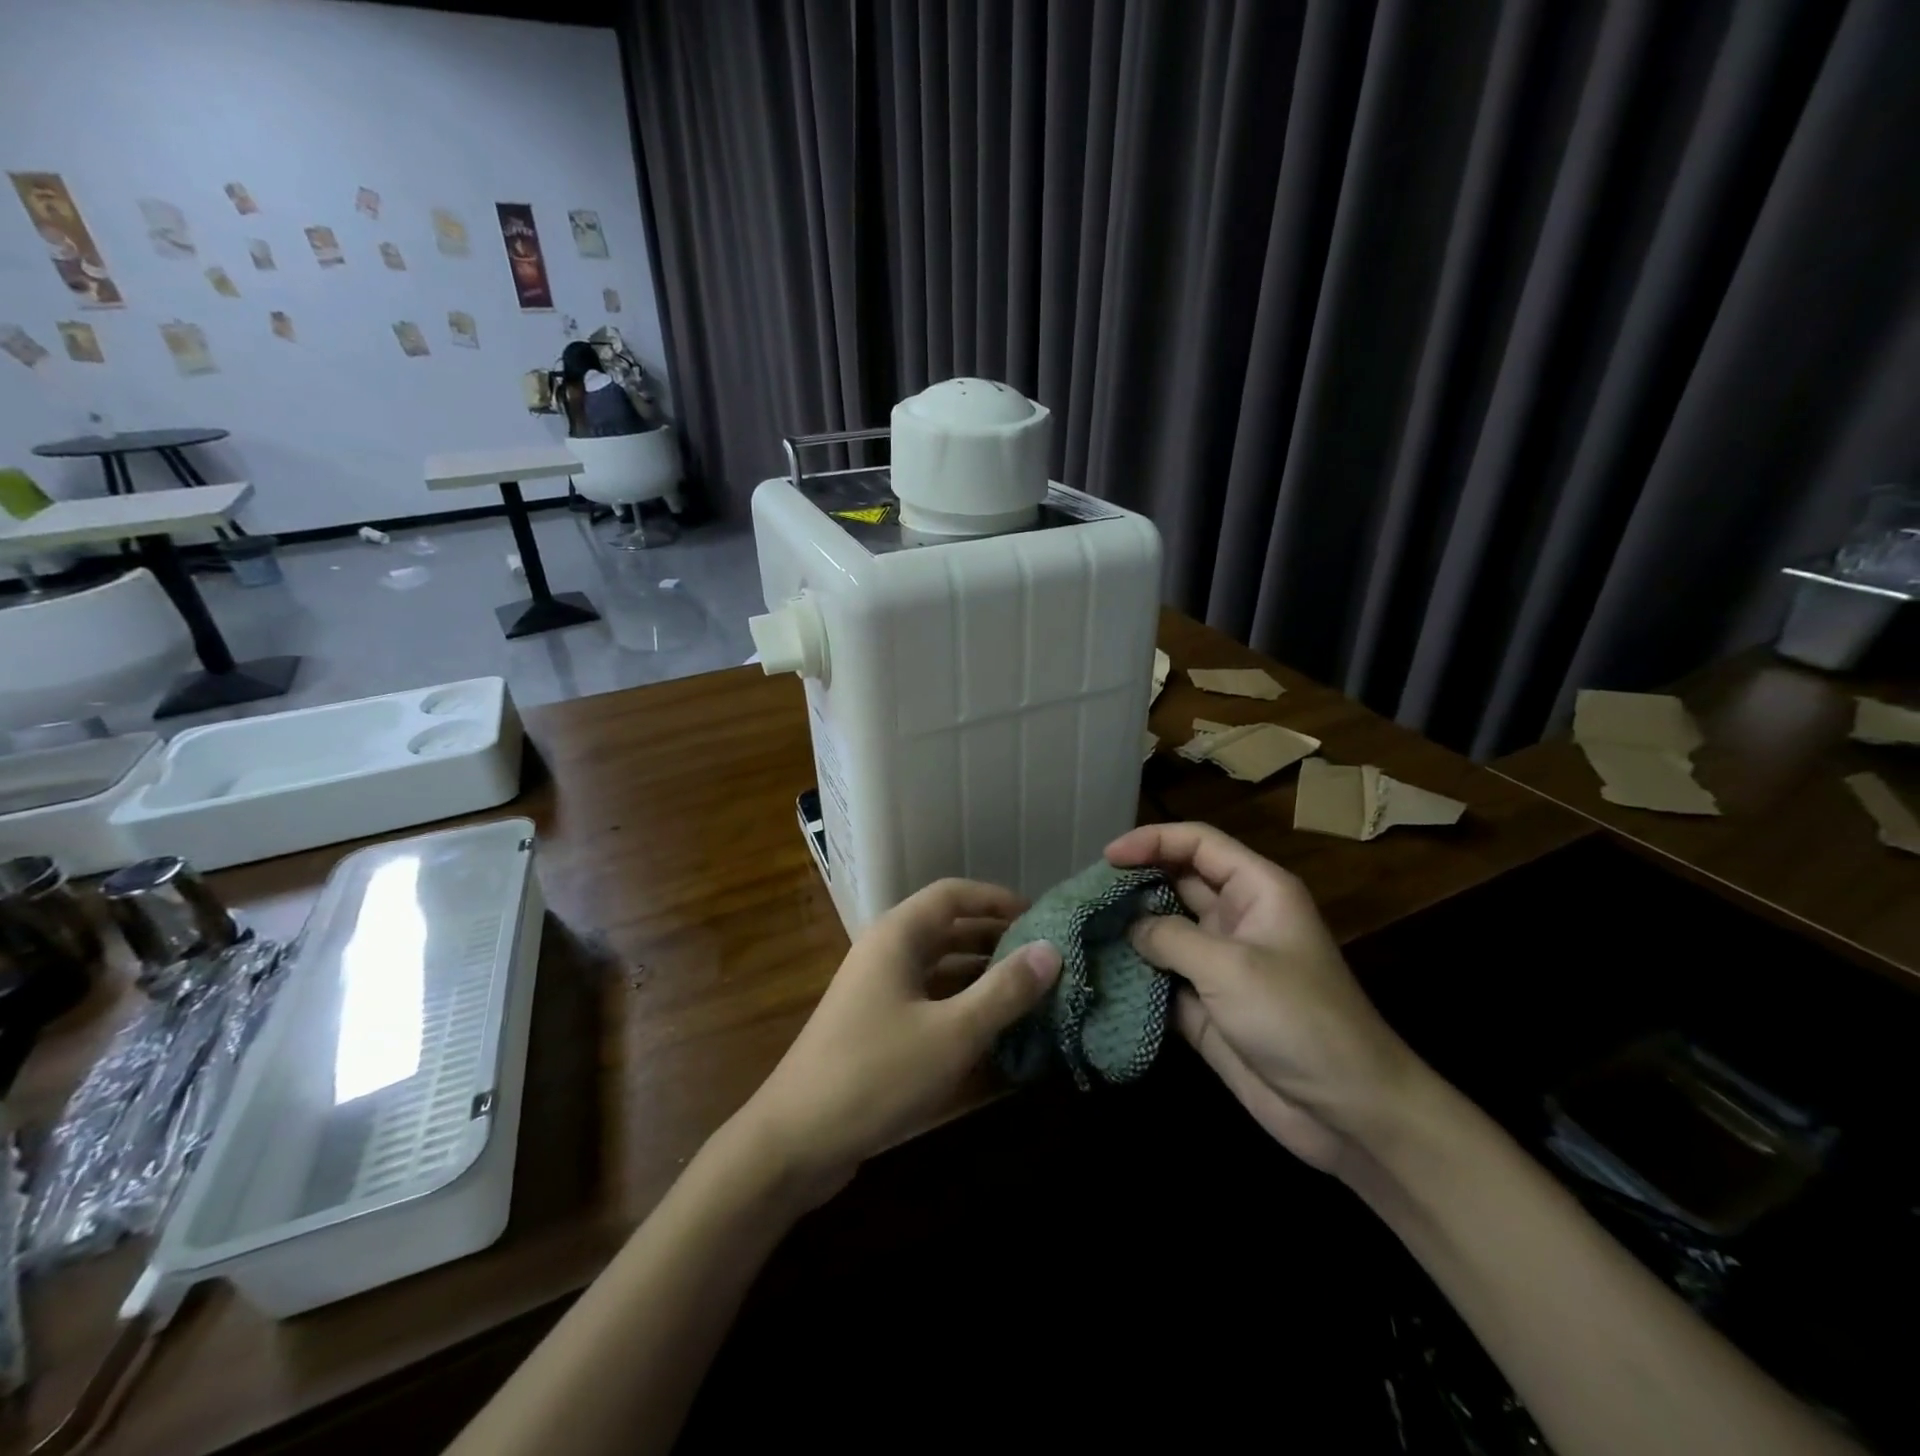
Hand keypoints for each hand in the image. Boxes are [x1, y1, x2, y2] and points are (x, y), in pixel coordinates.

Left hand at [733, 879, 1060, 1203]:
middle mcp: (886, 954)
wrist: (794, 1141)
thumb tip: (1052, 950)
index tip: (1040, 916)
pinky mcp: (875, 1028)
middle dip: (995, 937)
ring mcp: (877, 992)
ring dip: (980, 973)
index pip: (953, 895)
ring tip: (1029, 990)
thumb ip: (1004, 991)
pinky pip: (927, 1000)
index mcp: (897, 937)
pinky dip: (960, 1005)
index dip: (997, 899)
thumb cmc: (875, 1075)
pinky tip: (993, 1029)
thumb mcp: (951, 1033)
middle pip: (947, 929)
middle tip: (1043, 956)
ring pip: (938, 967)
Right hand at [1106, 822, 1418, 1173]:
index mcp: (1257, 890)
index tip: (1107, 858)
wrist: (1347, 1113)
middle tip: (1084, 893)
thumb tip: (1129, 926)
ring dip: (1129, 928)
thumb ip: (1170, 937)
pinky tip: (1100, 973)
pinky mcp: (1206, 1005)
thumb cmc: (1298, 1019)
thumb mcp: (1231, 967)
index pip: (1198, 844)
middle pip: (1176, 882)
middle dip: (1133, 882)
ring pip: (1165, 929)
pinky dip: (1135, 974)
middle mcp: (1236, 918)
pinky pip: (1162, 977)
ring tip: (1081, 927)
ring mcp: (1220, 964)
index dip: (1152, 841)